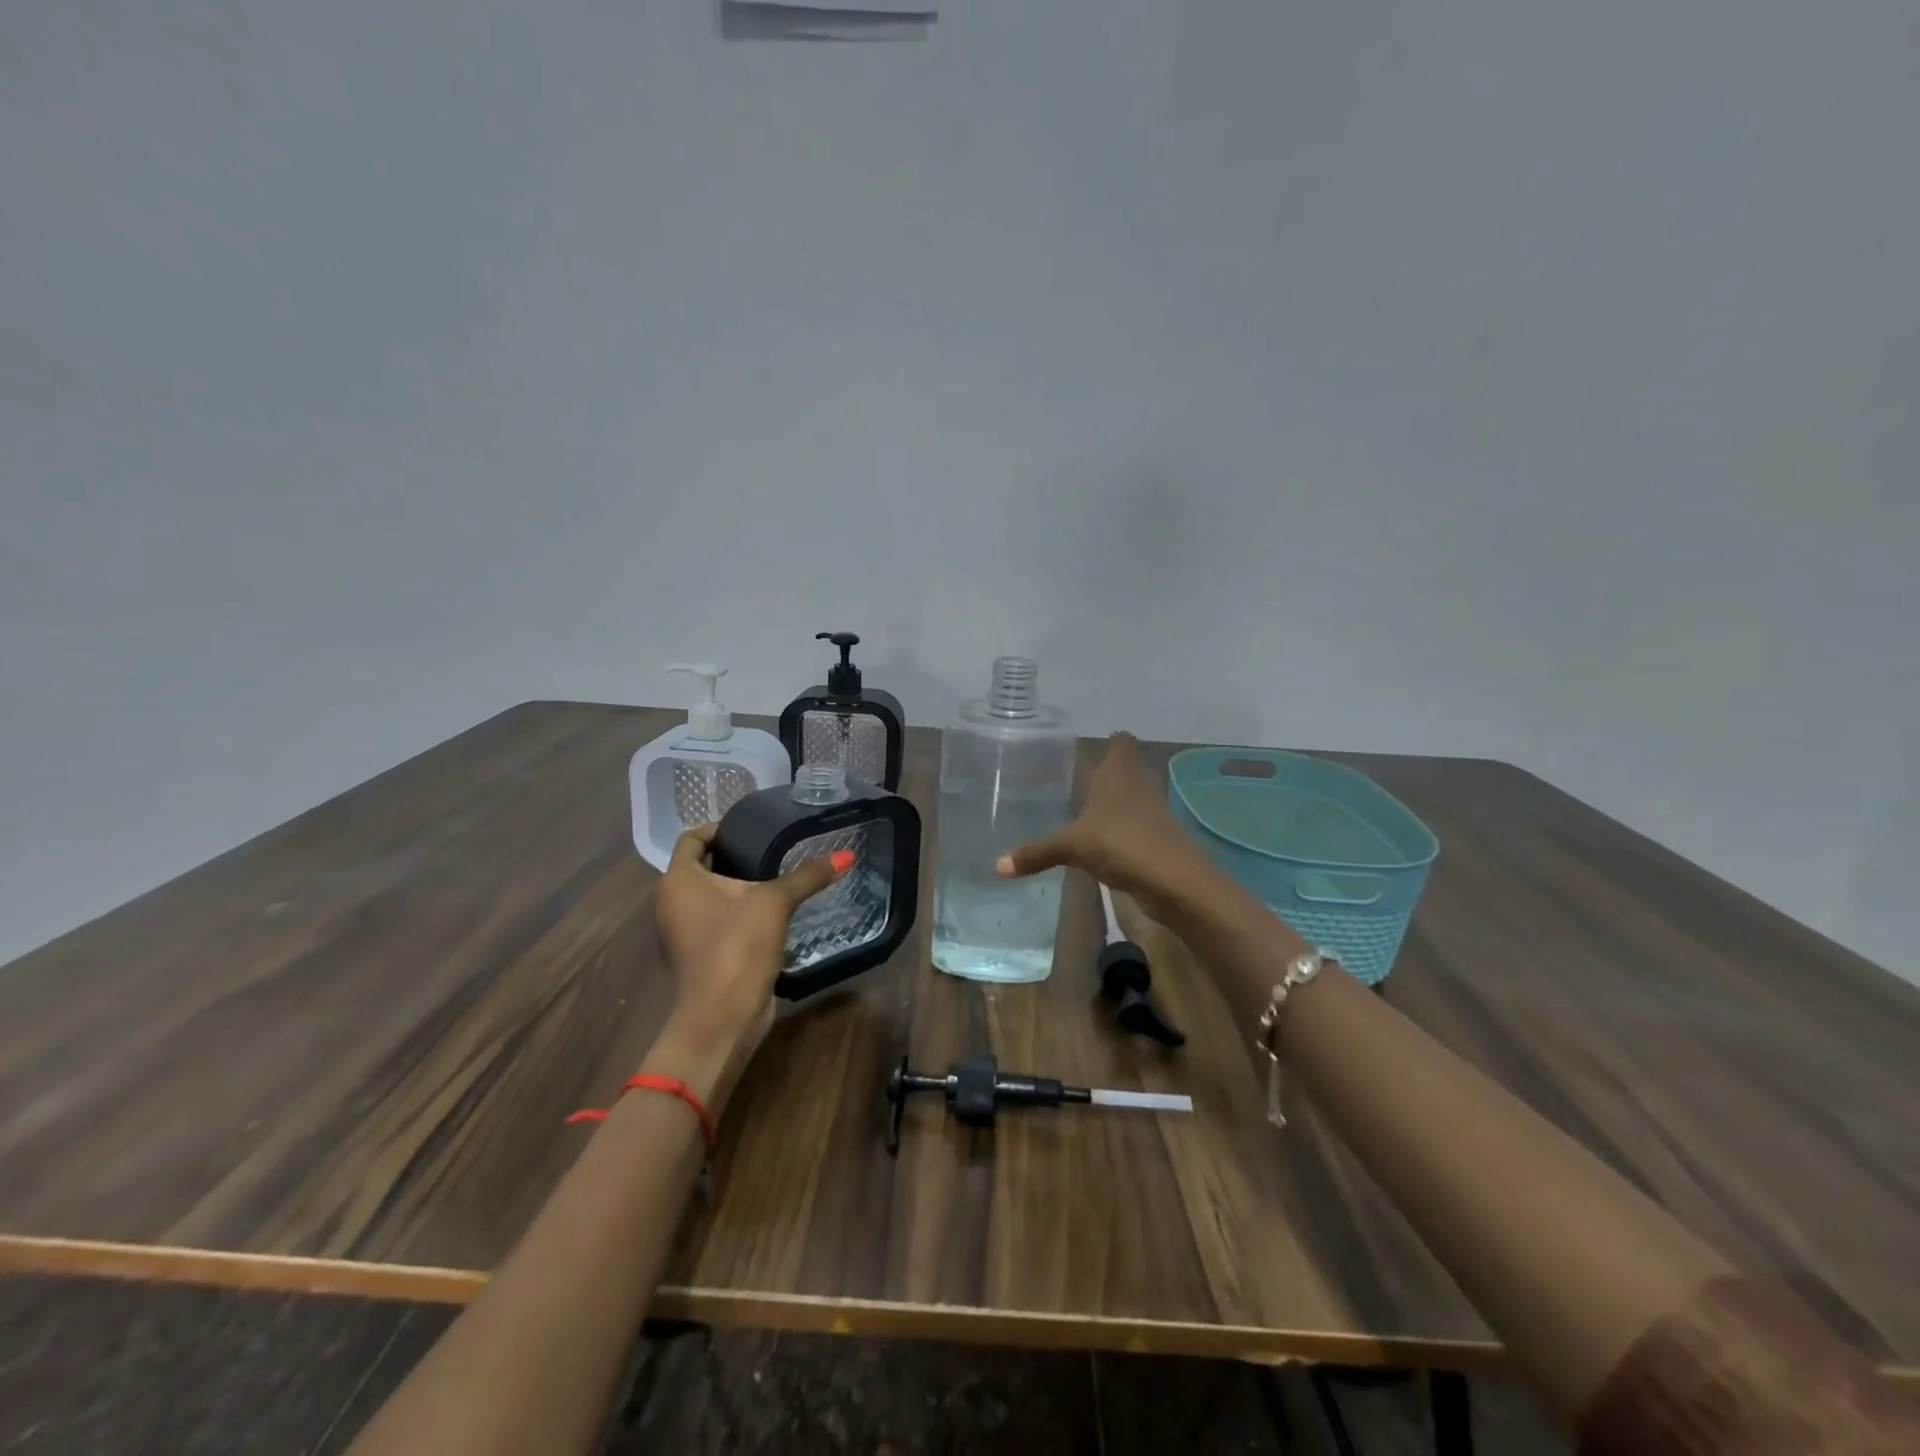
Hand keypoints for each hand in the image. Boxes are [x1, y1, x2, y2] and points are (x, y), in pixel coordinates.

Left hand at [650, 822, 847, 1106]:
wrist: (723, 1015)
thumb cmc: (737, 945)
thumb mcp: (775, 902)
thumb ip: (808, 876)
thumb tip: (847, 854)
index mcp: (679, 880)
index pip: (691, 838)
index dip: (718, 827)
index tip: (751, 828)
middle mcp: (673, 902)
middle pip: (701, 866)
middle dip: (733, 855)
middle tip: (771, 847)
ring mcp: (683, 931)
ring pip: (710, 896)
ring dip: (737, 886)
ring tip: (775, 875)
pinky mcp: (700, 954)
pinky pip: (718, 920)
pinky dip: (738, 911)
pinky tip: (771, 911)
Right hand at [995, 732, 1218, 928]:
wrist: (1173, 880)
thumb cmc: (1120, 843)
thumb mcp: (1071, 846)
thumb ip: (1036, 852)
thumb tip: (998, 866)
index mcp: (1119, 772)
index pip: (1121, 742)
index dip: (1110, 742)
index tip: (1089, 749)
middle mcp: (1139, 784)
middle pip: (1130, 767)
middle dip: (1110, 772)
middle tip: (1081, 780)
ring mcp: (1154, 811)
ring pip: (1136, 796)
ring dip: (1119, 802)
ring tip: (1090, 810)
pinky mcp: (1161, 838)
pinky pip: (1139, 824)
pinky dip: (1125, 829)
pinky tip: (1106, 842)